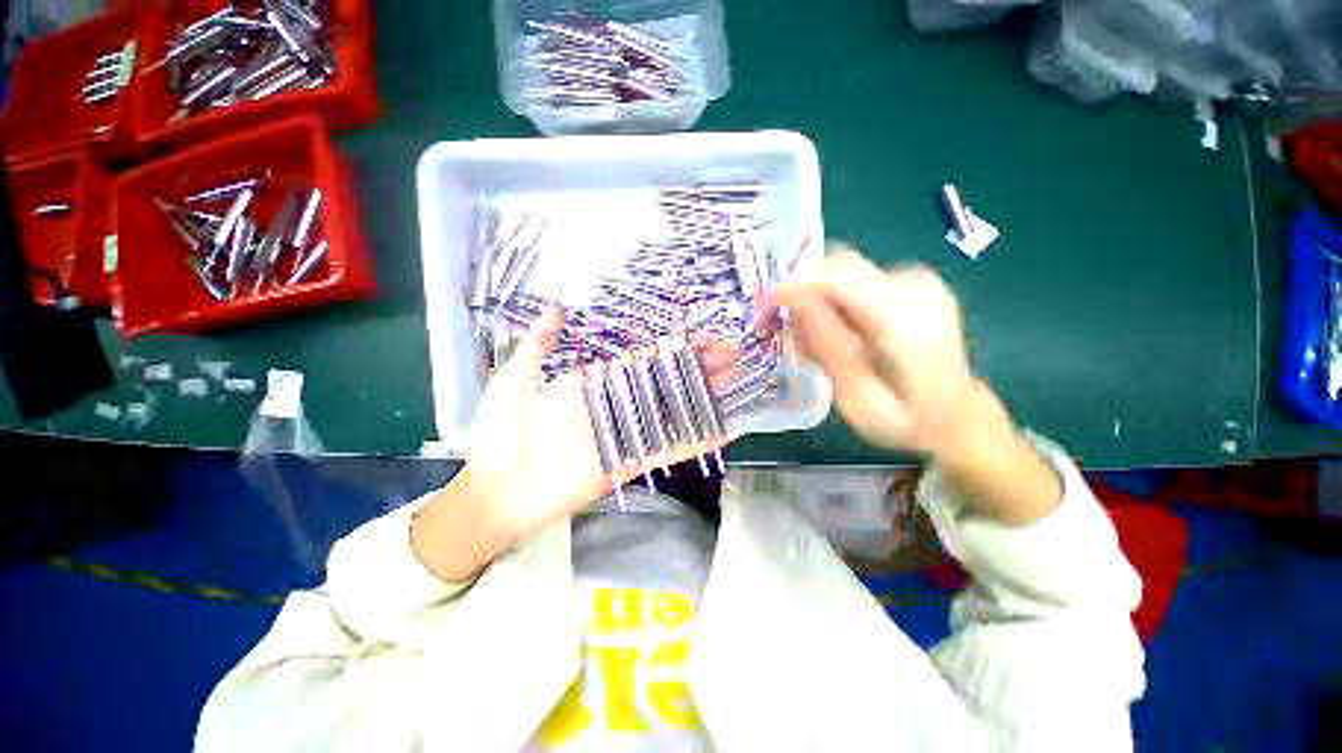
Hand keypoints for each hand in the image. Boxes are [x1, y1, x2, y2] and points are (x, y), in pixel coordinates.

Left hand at [411, 310, 724, 581]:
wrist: (494, 491)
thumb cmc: (499, 435)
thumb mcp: (514, 381)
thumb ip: (537, 346)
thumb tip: (557, 308)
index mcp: (594, 384)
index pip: (642, 359)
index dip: (672, 347)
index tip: (700, 333)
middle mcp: (617, 406)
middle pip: (666, 383)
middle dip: (699, 368)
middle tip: (732, 352)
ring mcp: (627, 435)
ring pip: (673, 411)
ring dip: (705, 397)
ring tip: (737, 382)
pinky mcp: (630, 464)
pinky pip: (667, 451)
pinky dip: (695, 442)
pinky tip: (722, 429)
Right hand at [767, 246, 981, 456]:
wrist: (959, 417)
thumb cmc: (907, 421)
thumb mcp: (860, 401)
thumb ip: (830, 349)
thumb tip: (797, 303)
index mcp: (909, 321)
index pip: (841, 276)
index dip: (796, 282)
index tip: (764, 300)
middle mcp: (918, 288)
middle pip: (841, 269)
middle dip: (807, 296)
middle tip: (794, 336)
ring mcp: (920, 282)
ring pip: (845, 277)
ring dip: (822, 307)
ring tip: (819, 349)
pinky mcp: (914, 284)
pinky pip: (858, 284)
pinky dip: (839, 308)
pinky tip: (842, 340)